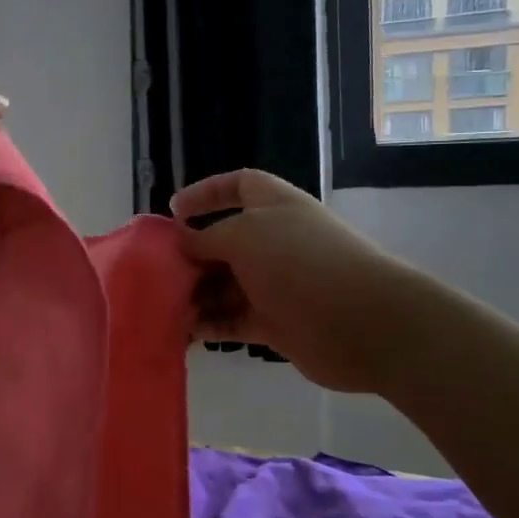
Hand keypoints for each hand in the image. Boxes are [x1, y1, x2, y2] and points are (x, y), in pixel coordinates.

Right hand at [172, 169, 415, 393]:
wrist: (361, 322)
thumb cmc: (299, 262)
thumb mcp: (243, 235)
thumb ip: (205, 237)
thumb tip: (181, 239)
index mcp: (273, 207)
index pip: (237, 186)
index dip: (206, 192)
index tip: (174, 211)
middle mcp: (273, 241)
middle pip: (222, 241)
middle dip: (190, 255)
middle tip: (157, 271)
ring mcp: (275, 283)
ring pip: (224, 284)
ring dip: (195, 294)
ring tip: (165, 306)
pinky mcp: (275, 322)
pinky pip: (233, 319)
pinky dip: (210, 324)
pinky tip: (185, 332)